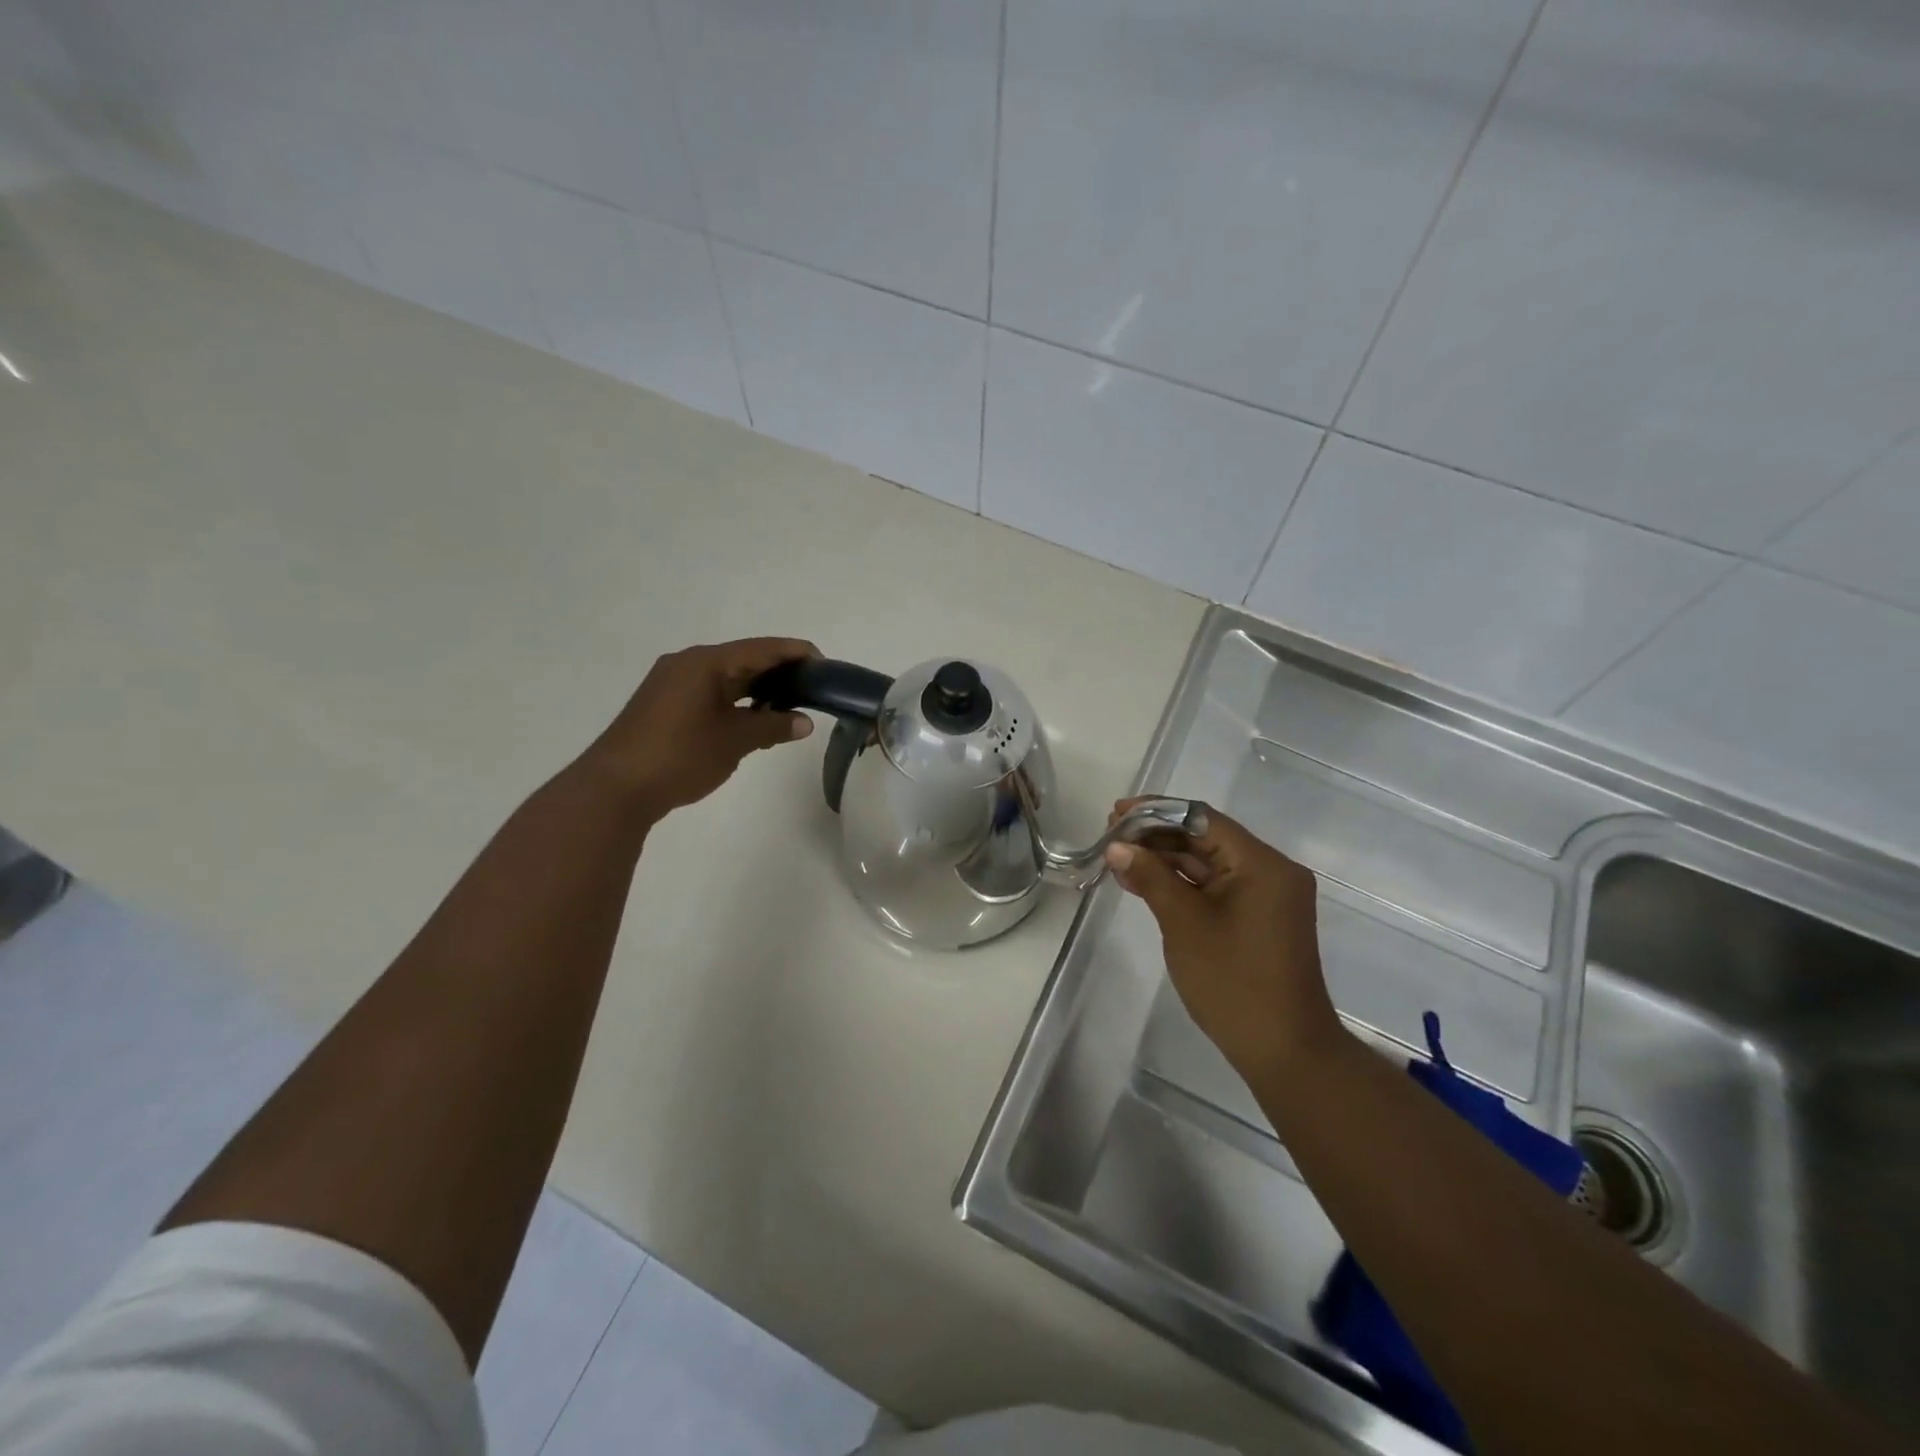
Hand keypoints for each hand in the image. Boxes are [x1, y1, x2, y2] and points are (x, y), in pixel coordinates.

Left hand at [583, 638, 818, 823]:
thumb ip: (772, 726)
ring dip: (758, 688)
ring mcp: (672, 683)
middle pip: (744, 658)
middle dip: (780, 672)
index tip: (826, 665)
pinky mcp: (664, 704)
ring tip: (791, 704)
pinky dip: (736, 700)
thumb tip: (804, 722)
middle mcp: (688, 663)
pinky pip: (710, 691)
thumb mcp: (734, 741)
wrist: (615, 789)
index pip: (762, 648)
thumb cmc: (680, 756)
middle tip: (813, 688)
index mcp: (706, 662)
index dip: (796, 653)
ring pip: (726, 677)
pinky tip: (754, 717)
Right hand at [1104, 802, 1345, 1088]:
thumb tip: (1117, 847)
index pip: (1202, 819)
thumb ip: (1150, 877)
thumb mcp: (1184, 924)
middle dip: (1157, 836)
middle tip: (1111, 837)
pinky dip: (1182, 883)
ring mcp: (1266, 895)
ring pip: (1208, 863)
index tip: (1116, 815)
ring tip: (1119, 858)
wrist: (1284, 1051)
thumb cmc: (1234, 982)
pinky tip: (1144, 882)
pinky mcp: (1258, 917)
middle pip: (1205, 838)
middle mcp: (1270, 870)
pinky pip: (1215, 886)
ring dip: (1165, 859)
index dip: (1156, 813)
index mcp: (1262, 863)